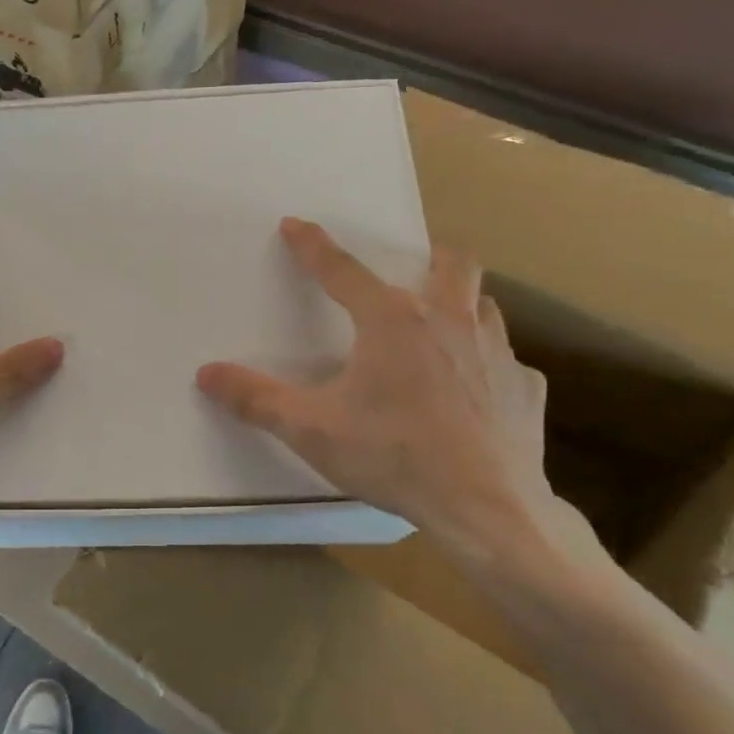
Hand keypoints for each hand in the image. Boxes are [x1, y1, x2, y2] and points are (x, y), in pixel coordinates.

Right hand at [196, 218, 604, 587]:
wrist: (487, 508)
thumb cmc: (393, 457)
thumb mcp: (311, 429)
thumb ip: (256, 399)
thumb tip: (206, 374)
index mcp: (392, 323)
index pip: (342, 270)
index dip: (313, 247)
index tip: (296, 225)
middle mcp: (449, 322)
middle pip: (451, 264)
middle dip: (430, 257)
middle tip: (413, 271)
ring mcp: (497, 353)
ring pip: (485, 306)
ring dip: (463, 306)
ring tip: (443, 330)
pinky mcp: (527, 389)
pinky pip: (509, 363)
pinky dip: (489, 367)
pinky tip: (477, 394)